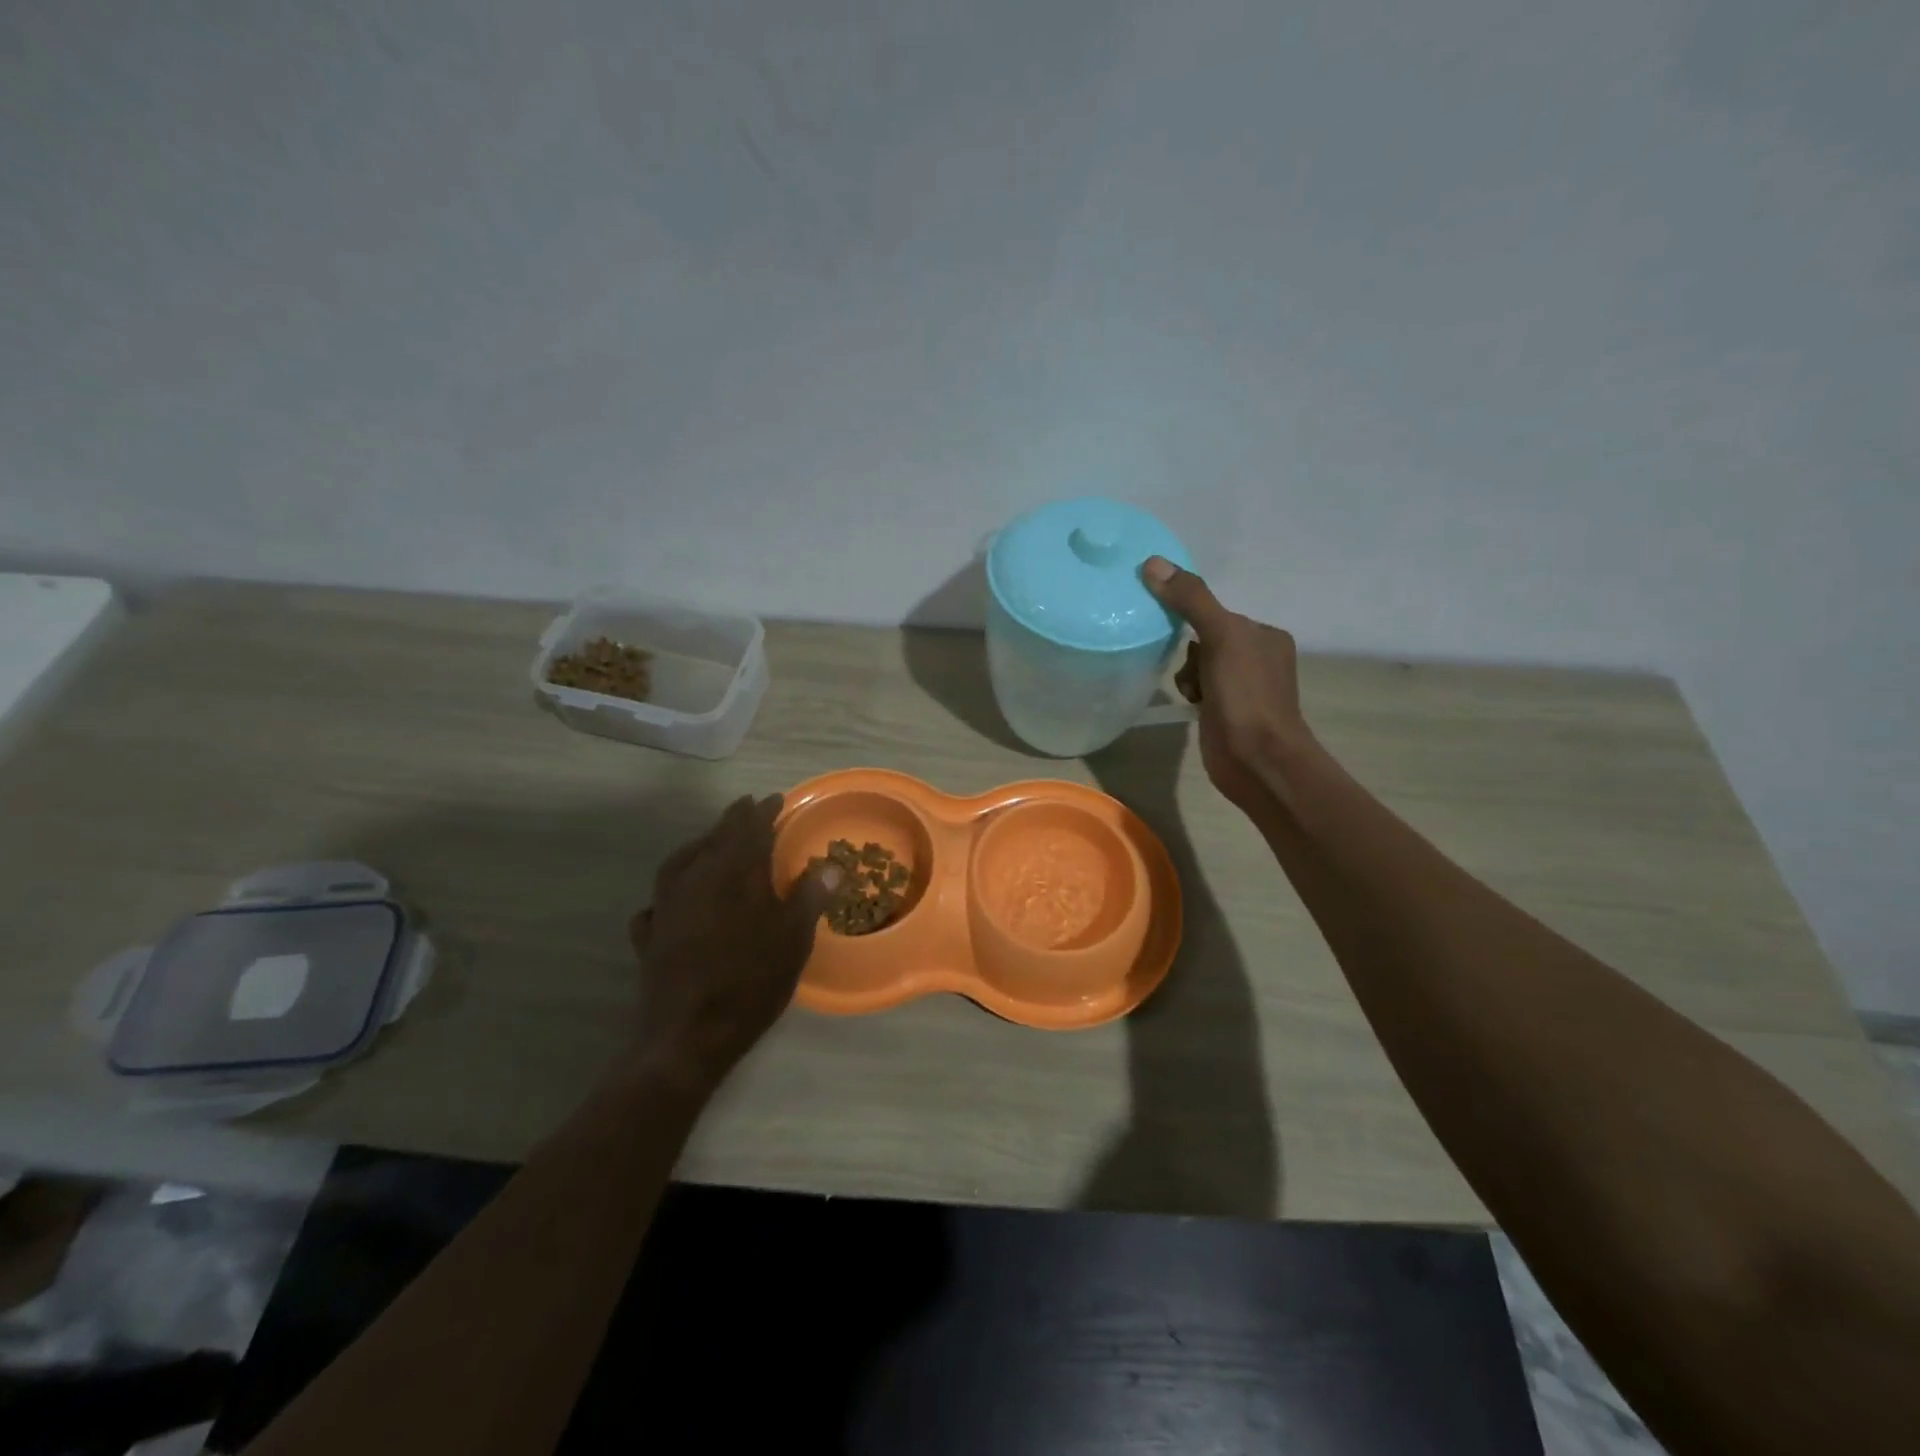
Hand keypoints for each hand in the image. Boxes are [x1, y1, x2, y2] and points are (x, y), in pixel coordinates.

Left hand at [628, 794, 839, 1084]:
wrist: (690, 1035)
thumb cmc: (751, 982)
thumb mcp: (793, 939)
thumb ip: (810, 896)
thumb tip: (830, 864)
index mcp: (734, 875)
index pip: (751, 830)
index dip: (764, 812)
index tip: (776, 798)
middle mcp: (696, 880)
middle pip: (715, 839)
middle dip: (733, 821)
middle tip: (746, 808)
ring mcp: (667, 907)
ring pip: (681, 862)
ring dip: (699, 845)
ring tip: (710, 841)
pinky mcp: (650, 936)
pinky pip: (658, 901)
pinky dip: (670, 891)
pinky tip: (674, 899)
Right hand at [1142, 556, 1317, 816]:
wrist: (1258, 760)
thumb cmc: (1246, 695)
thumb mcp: (1221, 637)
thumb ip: (1191, 600)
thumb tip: (1153, 563)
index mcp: (1265, 636)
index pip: (1216, 613)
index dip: (1192, 620)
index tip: (1174, 631)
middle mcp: (1258, 658)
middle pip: (1205, 639)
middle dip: (1190, 653)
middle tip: (1191, 671)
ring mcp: (1243, 689)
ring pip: (1198, 666)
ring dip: (1187, 676)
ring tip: (1191, 693)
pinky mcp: (1227, 714)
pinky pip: (1199, 690)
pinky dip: (1190, 694)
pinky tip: (1192, 705)